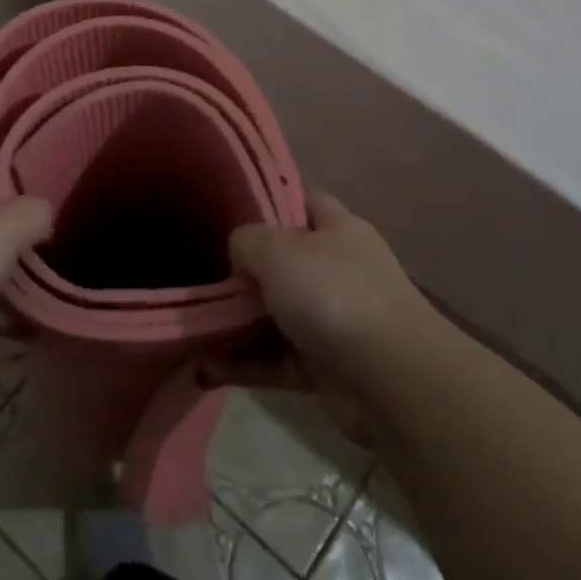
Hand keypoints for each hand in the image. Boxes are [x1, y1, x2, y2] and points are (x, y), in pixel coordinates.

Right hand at [201, 193, 428, 443]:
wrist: (390, 378)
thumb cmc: (332, 293)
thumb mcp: (276, 249)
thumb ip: (247, 240)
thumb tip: (242, 256)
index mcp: (337, 229)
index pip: (301, 201)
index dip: (267, 202)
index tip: (226, 212)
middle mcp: (338, 270)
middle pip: (282, 263)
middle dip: (242, 273)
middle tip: (199, 277)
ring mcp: (333, 320)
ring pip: (275, 315)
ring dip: (235, 324)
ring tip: (191, 329)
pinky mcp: (325, 366)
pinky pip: (275, 359)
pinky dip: (244, 364)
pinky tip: (204, 367)